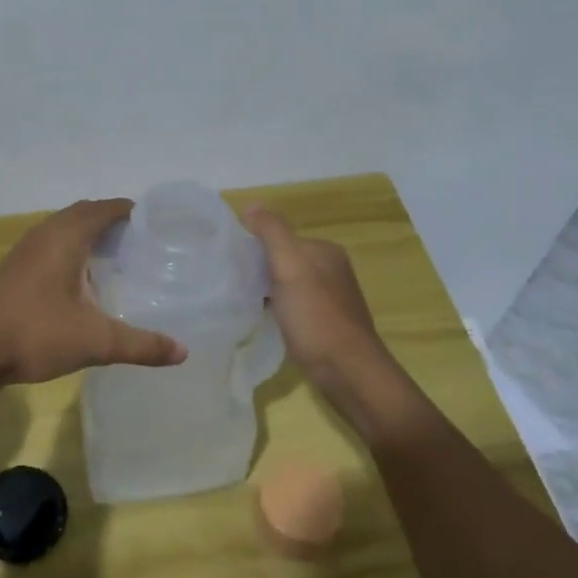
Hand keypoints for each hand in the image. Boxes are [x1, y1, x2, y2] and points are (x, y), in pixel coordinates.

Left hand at [0, 199, 186, 386]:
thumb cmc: (35, 334)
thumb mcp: (96, 341)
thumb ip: (141, 345)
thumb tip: (183, 352)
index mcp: (66, 236)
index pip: (105, 208)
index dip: (131, 211)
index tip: (157, 223)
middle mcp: (44, 234)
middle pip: (84, 213)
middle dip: (112, 221)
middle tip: (142, 241)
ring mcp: (24, 251)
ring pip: (63, 229)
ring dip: (88, 234)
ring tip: (117, 257)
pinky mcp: (13, 270)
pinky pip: (50, 245)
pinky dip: (71, 250)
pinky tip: (81, 280)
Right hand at [242, 207, 392, 407]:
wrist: (348, 372)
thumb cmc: (316, 317)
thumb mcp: (290, 267)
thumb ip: (272, 233)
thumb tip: (252, 204)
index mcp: (325, 250)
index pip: (280, 237)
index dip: (253, 247)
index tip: (228, 263)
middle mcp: (331, 269)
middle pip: (284, 260)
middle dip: (258, 269)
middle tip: (230, 284)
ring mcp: (330, 298)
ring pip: (287, 285)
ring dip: (266, 290)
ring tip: (241, 302)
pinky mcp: (326, 324)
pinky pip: (294, 306)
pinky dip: (277, 309)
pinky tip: (263, 320)